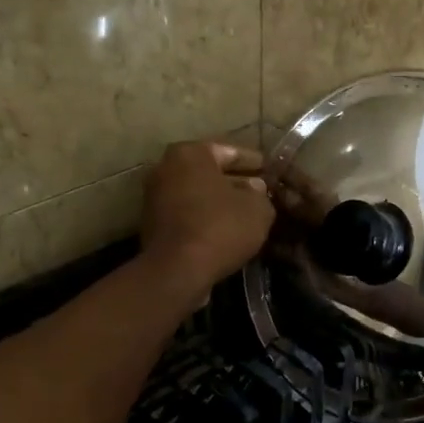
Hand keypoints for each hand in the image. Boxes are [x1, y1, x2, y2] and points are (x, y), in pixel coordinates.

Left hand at [140, 141, 275, 297]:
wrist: (177, 270)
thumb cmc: (221, 227)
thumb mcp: (258, 209)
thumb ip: (261, 194)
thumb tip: (255, 188)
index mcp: (190, 154)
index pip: (230, 151)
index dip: (255, 162)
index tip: (271, 171)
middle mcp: (165, 168)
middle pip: (210, 172)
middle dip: (235, 181)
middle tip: (261, 192)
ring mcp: (154, 196)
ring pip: (197, 193)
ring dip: (220, 201)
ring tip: (246, 213)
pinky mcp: (152, 224)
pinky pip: (187, 213)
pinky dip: (205, 218)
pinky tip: (227, 231)